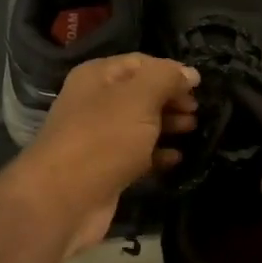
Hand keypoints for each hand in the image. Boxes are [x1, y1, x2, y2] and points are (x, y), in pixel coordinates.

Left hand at [15, 54, 198, 253]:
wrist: (63, 199)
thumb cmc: (103, 138)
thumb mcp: (139, 97)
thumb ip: (166, 78)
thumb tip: (190, 72)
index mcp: (97, 76)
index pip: (140, 63)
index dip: (170, 71)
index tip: (198, 86)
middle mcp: (95, 102)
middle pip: (141, 94)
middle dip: (171, 99)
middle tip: (197, 111)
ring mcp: (99, 138)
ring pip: (140, 125)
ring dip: (167, 126)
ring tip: (193, 129)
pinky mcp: (106, 169)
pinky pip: (137, 155)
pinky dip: (157, 154)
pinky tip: (178, 158)